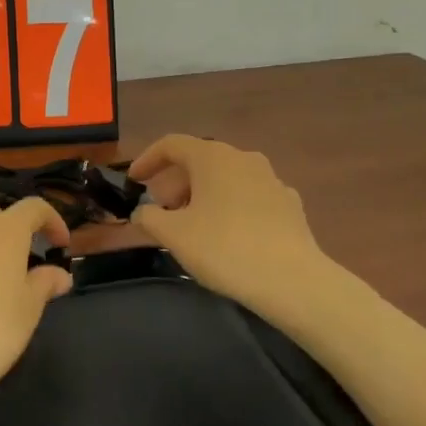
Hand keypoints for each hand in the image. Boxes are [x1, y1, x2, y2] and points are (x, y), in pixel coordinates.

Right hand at [129, 135, 332, 316]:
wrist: (291, 280)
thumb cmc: (224, 249)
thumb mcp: (173, 235)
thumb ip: (149, 217)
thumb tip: (144, 211)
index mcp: (212, 157)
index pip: (172, 144)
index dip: (148, 159)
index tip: (134, 181)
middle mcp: (244, 158)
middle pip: (200, 161)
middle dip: (176, 183)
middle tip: (162, 212)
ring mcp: (271, 180)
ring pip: (226, 179)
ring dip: (203, 195)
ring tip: (193, 226)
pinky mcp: (289, 204)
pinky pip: (249, 197)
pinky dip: (231, 208)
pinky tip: (229, 235)